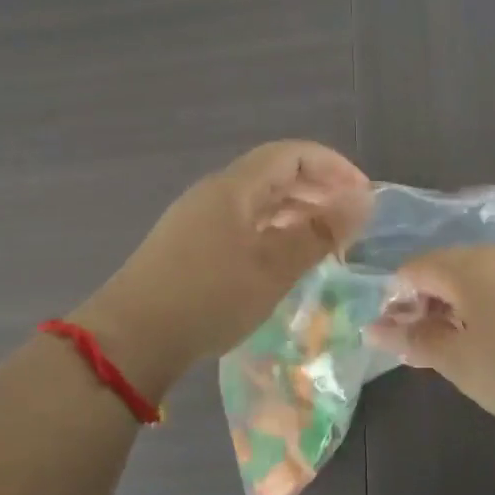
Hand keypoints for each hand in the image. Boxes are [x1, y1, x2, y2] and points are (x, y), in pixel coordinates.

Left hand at [76, 142, 371, 393]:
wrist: (131, 340)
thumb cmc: (209, 298)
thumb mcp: (274, 267)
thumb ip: (320, 233)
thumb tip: (362, 203)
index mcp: (234, 187)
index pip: (292, 154)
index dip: (333, 166)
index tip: (364, 195)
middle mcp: (216, 193)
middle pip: (275, 173)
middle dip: (318, 188)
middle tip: (351, 219)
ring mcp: (199, 218)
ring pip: (259, 200)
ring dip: (297, 211)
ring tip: (327, 240)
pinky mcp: (190, 245)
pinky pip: (243, 222)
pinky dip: (274, 230)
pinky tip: (286, 258)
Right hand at [369, 245, 494, 438]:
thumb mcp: (459, 362)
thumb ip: (415, 340)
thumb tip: (375, 327)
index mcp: (467, 266)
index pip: (414, 269)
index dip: (397, 300)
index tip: (400, 339)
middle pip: (448, 269)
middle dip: (430, 304)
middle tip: (430, 350)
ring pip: (480, 277)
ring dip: (462, 308)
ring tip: (467, 351)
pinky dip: (493, 307)